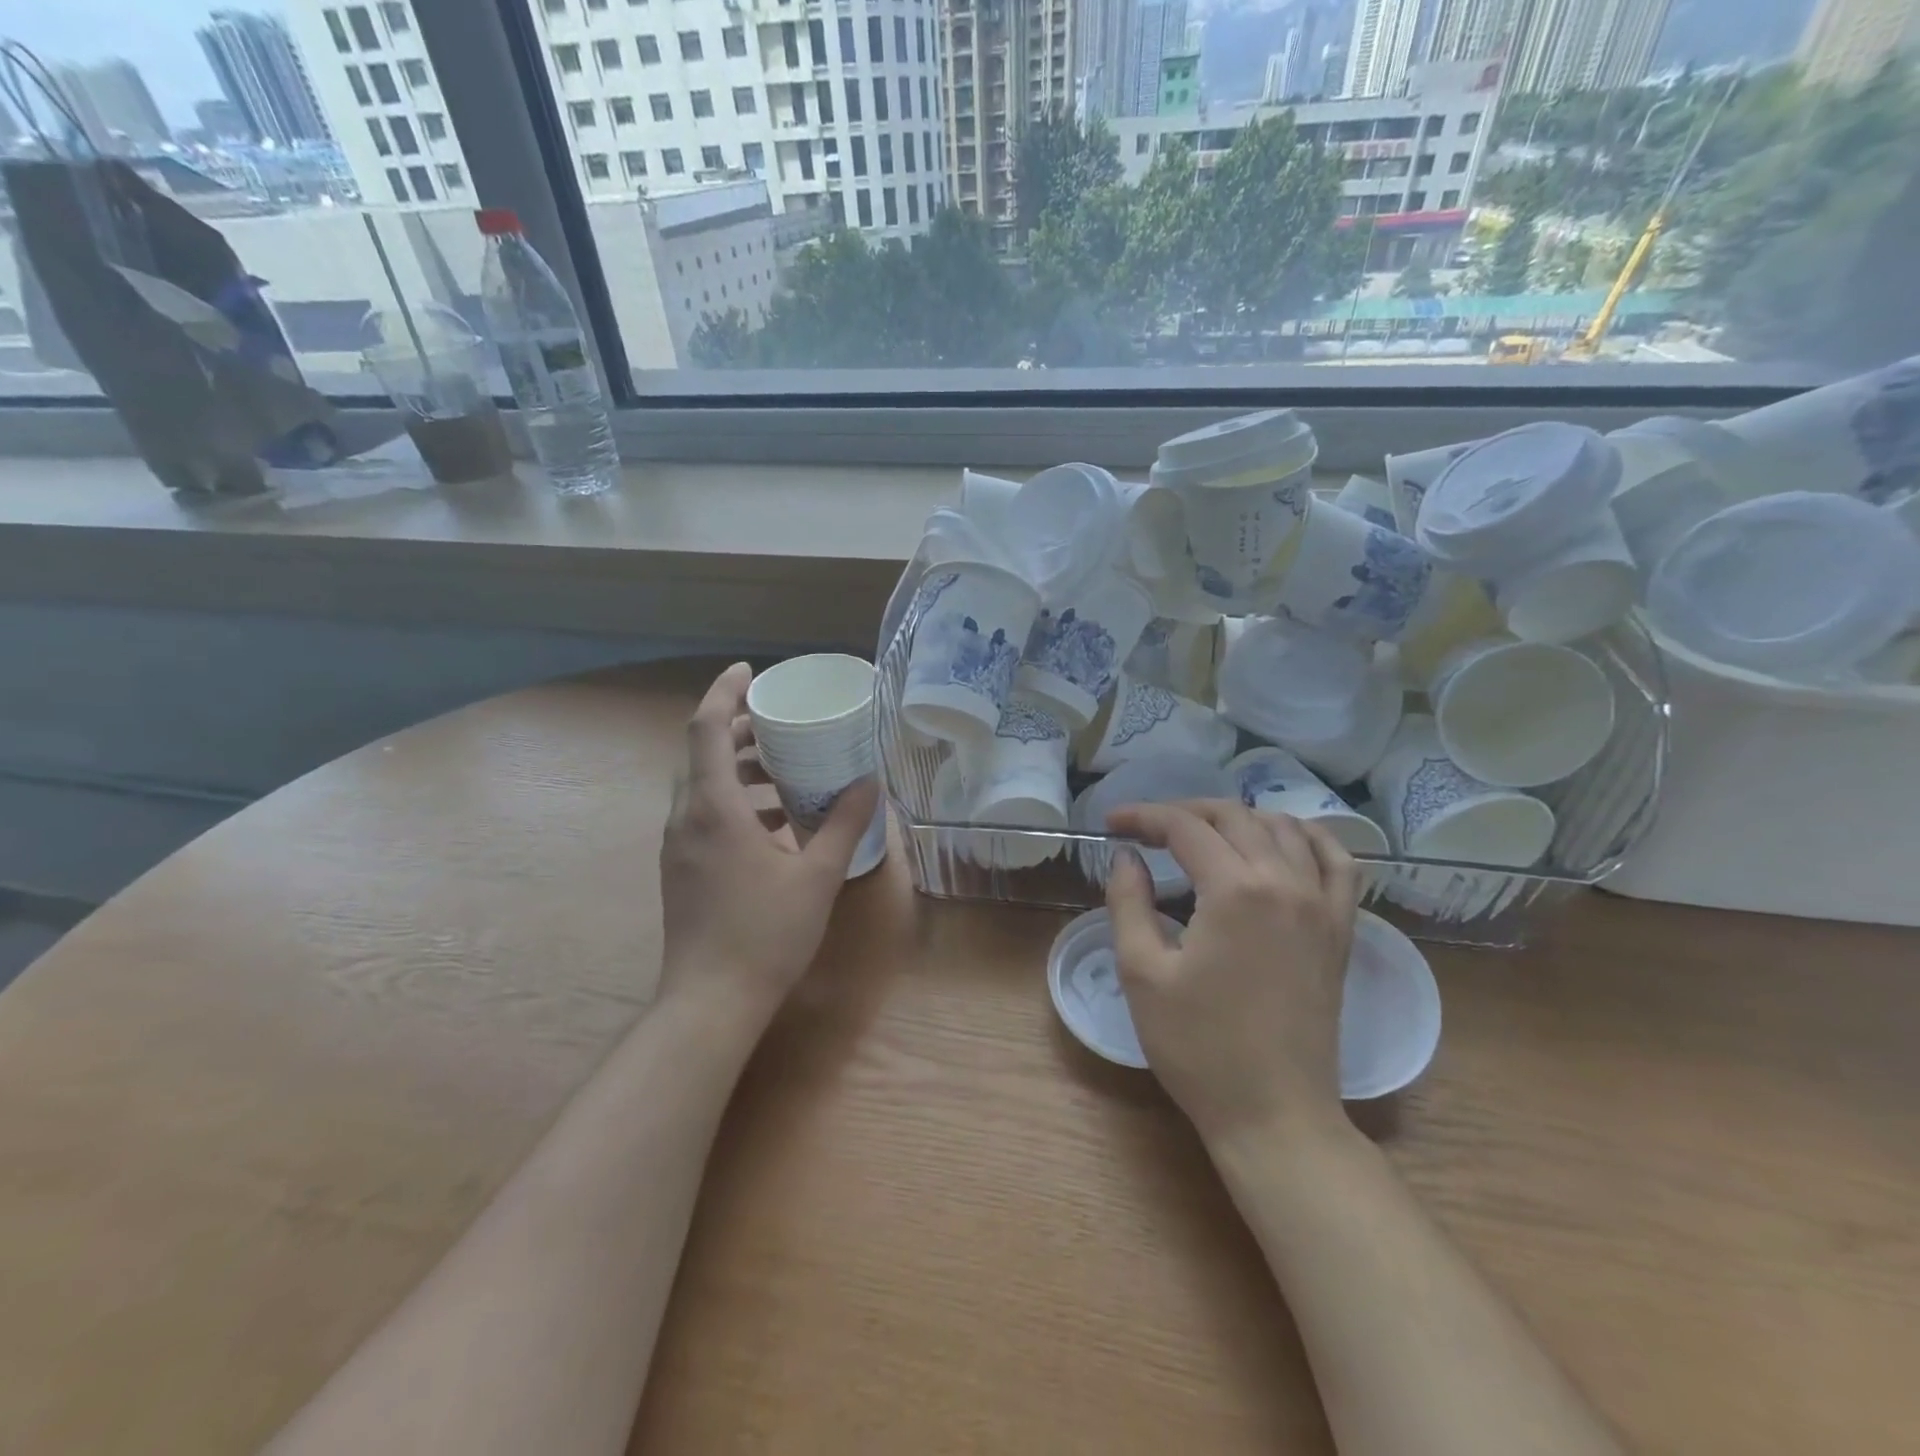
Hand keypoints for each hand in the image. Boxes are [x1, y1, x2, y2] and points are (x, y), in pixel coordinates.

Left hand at [659, 663, 879, 1023]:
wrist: (710, 1002)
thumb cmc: (765, 934)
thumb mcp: (817, 875)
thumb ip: (845, 823)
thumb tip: (870, 783)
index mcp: (713, 808)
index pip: (705, 728)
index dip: (724, 691)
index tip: (750, 670)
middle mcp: (686, 817)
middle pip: (701, 752)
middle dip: (737, 728)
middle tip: (779, 720)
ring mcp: (678, 845)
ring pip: (701, 785)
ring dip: (738, 767)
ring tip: (785, 770)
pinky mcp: (682, 868)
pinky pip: (704, 814)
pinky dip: (735, 801)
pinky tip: (775, 822)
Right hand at [1104, 800, 1358, 1148]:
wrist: (1274, 1114)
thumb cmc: (1198, 1047)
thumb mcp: (1142, 972)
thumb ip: (1128, 901)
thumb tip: (1127, 856)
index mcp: (1234, 890)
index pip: (1184, 827)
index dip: (1143, 817)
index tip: (1112, 823)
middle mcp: (1285, 882)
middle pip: (1234, 816)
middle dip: (1184, 812)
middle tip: (1148, 829)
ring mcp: (1321, 904)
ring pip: (1283, 828)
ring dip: (1238, 818)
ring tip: (1203, 834)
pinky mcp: (1340, 929)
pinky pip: (1336, 861)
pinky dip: (1308, 837)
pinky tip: (1284, 839)